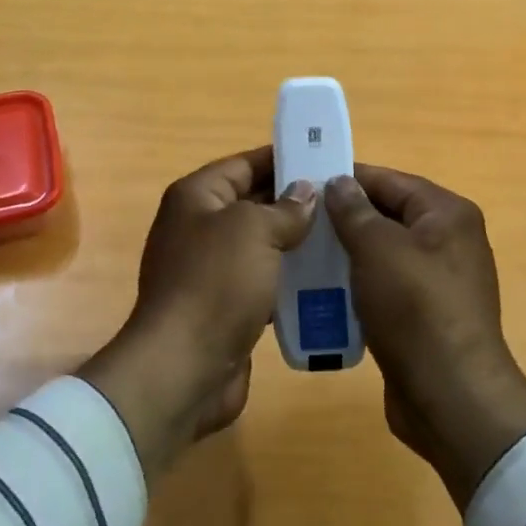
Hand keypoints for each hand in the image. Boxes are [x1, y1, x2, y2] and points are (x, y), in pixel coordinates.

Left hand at [81, 146, 314, 483]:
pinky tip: (325, 279)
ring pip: (260, 244)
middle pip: (252, 202)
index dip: (281, 158)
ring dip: (295, 242)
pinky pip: (262, 281)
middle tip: (341, 199)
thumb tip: (305, 192)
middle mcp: (199, 227)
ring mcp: (210, 270)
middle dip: (294, 200)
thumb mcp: (254, 230)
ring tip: (341, 236)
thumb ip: (284, 208)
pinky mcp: (224, 306)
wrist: (184, 368)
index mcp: (196, 197)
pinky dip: (289, 279)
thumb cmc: (216, 283)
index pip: (243, 164)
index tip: (321, 157)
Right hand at [325, 165, 525, 508]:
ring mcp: (439, 279)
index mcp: (447, 213)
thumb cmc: (415, 309)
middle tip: (298, 221)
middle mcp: (449, 240)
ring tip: (303, 254)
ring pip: (383, 252)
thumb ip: (354, 210)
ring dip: (347, 254)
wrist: (451, 397)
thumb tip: (339, 182)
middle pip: (387, 214)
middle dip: (344, 218)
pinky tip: (324, 291)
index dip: (346, 179)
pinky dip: (358, 285)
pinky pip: (386, 286)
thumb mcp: (377, 249)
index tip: (304, 183)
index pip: (389, 180)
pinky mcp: (426, 314)